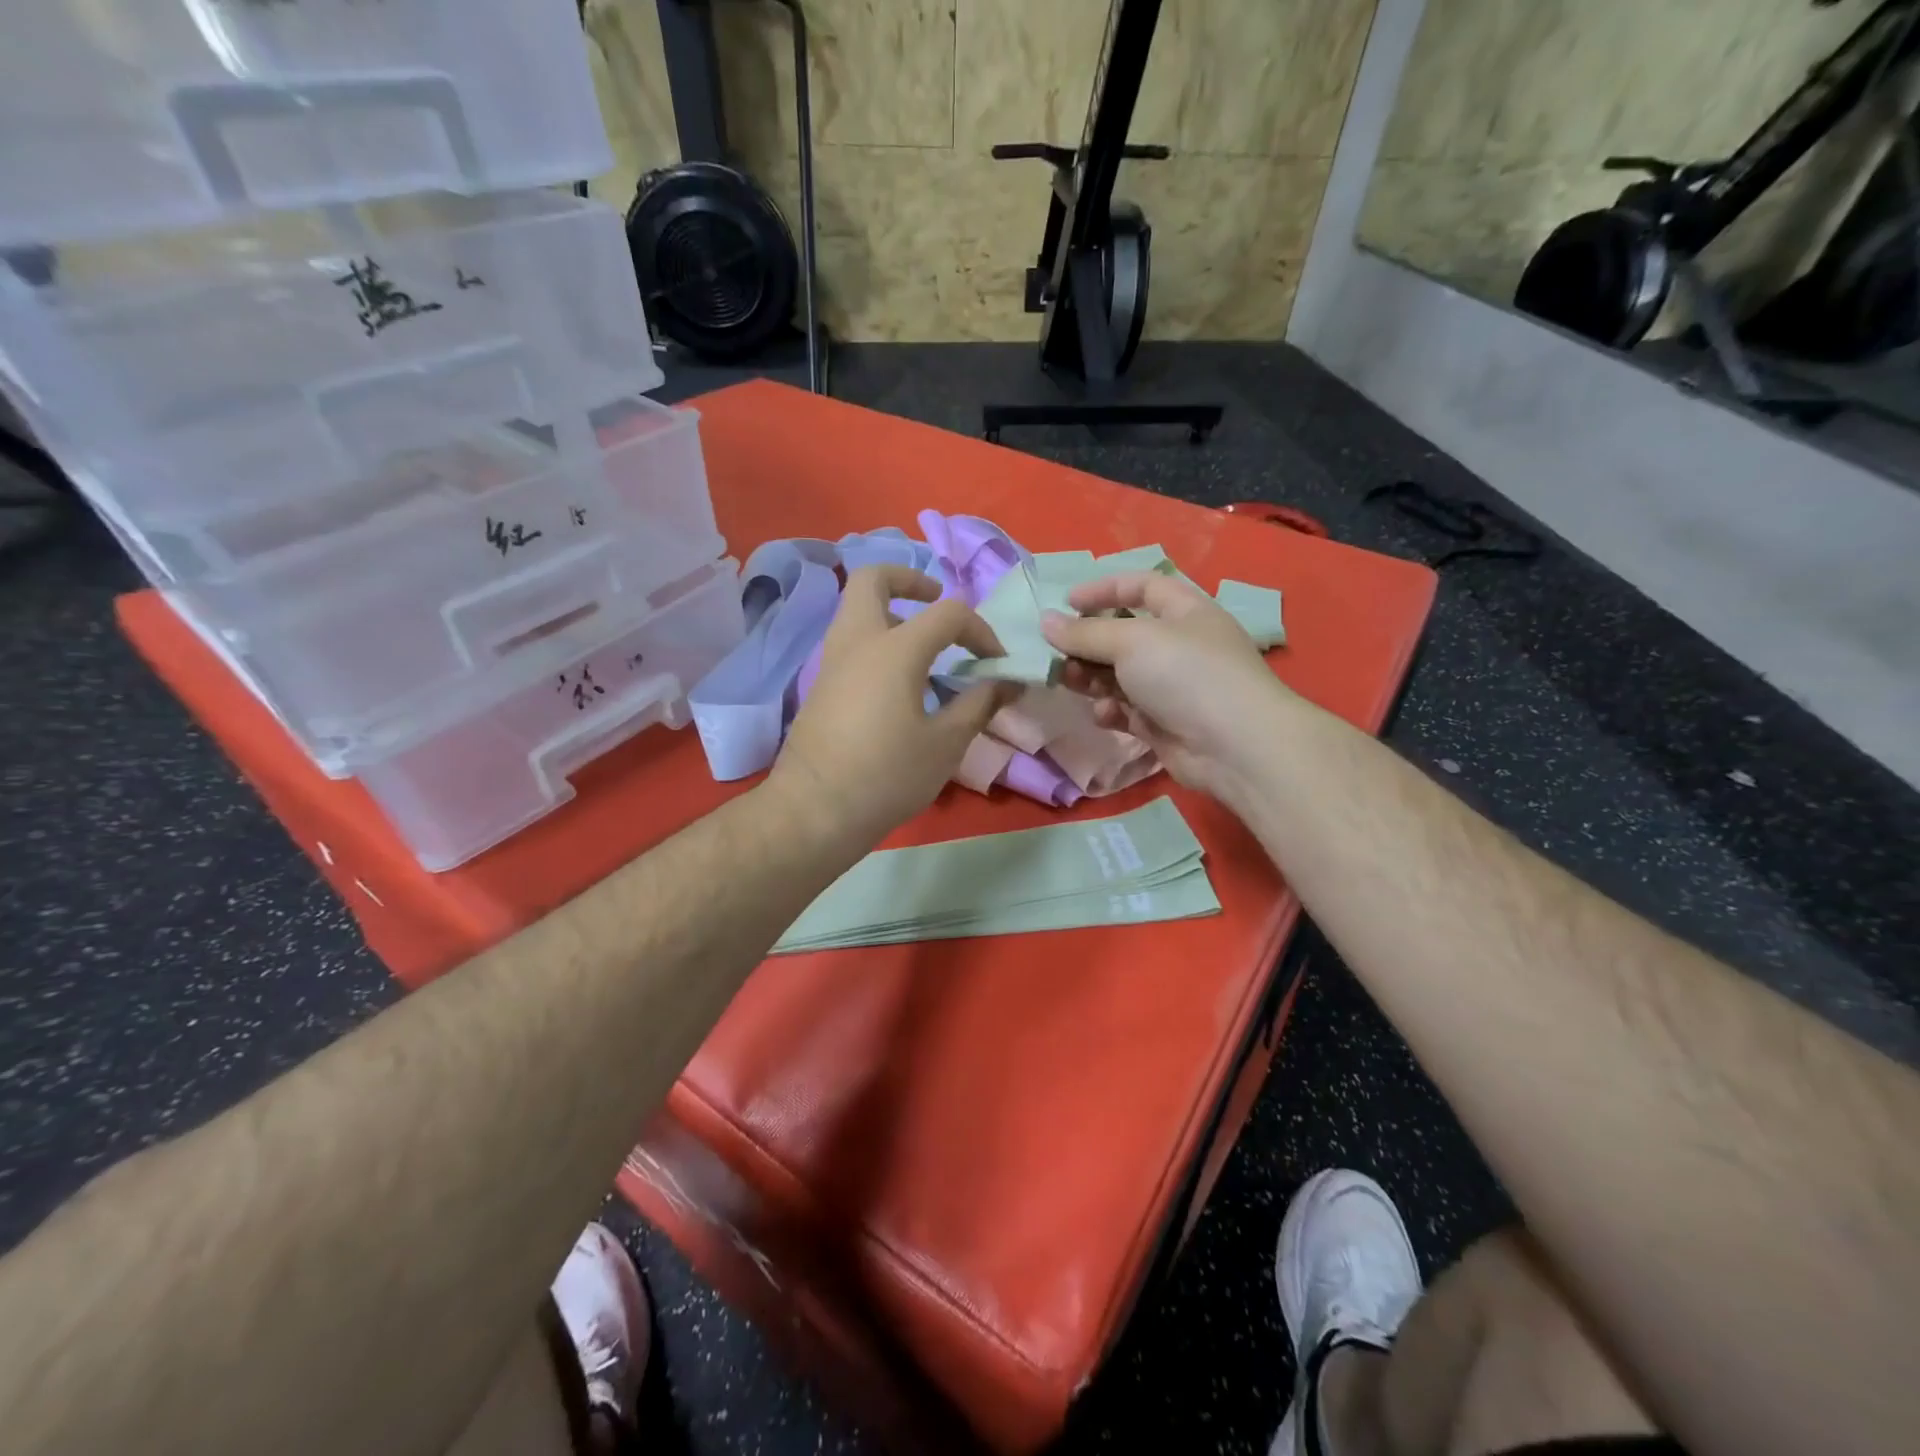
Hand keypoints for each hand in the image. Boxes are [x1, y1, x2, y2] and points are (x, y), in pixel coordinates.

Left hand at [770, 565, 1017, 847]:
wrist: (815, 810)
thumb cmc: (887, 776)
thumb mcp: (946, 744)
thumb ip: (979, 704)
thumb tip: (1007, 683)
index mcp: (893, 649)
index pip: (947, 613)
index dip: (980, 630)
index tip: (997, 661)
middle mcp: (857, 641)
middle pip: (873, 579)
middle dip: (909, 579)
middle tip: (935, 601)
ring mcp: (831, 661)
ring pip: (856, 610)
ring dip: (892, 612)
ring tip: (925, 648)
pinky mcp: (820, 685)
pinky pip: (851, 642)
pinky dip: (877, 641)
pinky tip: (900, 682)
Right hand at [1040, 571, 1292, 798]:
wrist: (1234, 746)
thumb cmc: (1187, 674)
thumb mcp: (1132, 641)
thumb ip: (1085, 633)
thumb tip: (1046, 621)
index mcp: (1185, 611)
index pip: (1143, 586)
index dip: (1104, 589)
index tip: (1067, 603)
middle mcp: (1180, 646)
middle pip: (1125, 635)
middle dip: (1089, 642)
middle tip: (1057, 652)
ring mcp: (1173, 687)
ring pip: (1121, 675)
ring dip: (1092, 677)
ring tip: (1069, 682)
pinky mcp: (1165, 724)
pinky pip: (1128, 710)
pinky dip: (1112, 710)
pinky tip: (1105, 714)